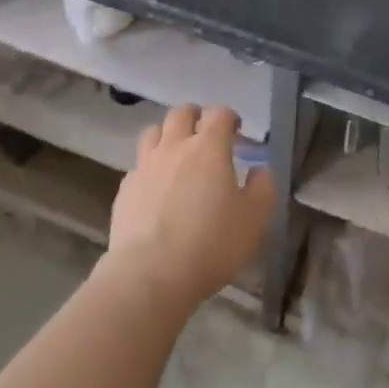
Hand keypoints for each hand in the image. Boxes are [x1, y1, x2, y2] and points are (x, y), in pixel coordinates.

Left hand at [105, 105, 274, 308]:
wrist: (151, 274)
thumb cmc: (211, 244)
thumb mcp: (254, 219)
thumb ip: (263, 187)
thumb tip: (260, 170)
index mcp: (208, 148)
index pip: (219, 114)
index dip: (229, 117)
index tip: (236, 130)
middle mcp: (174, 147)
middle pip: (181, 114)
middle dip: (195, 116)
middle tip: (205, 133)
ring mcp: (145, 165)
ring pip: (153, 132)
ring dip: (167, 135)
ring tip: (176, 152)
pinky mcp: (125, 188)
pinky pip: (139, 165)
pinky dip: (150, 167)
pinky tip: (156, 187)